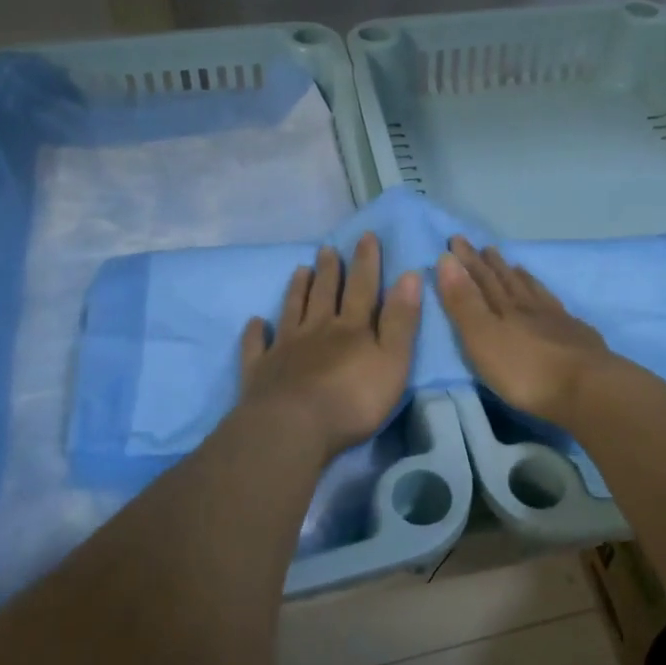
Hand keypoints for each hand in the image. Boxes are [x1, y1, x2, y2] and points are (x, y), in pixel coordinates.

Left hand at [239, 233, 422, 459]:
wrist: (293, 428)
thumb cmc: (353, 400)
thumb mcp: (393, 361)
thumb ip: (401, 320)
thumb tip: (409, 275)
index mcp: (352, 328)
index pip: (363, 288)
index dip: (366, 262)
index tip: (366, 236)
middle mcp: (317, 329)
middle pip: (324, 294)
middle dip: (329, 270)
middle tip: (326, 248)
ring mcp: (285, 348)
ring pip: (292, 310)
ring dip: (297, 289)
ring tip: (300, 269)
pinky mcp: (261, 370)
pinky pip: (257, 345)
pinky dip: (256, 332)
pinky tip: (256, 322)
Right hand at [435, 237, 615, 424]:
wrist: (587, 389)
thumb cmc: (524, 369)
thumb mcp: (482, 337)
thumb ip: (463, 301)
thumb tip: (446, 259)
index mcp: (504, 308)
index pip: (481, 278)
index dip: (467, 260)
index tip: (457, 240)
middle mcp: (530, 307)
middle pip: (508, 281)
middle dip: (493, 265)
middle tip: (486, 247)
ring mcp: (557, 321)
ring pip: (535, 293)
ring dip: (522, 278)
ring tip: (516, 266)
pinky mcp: (578, 337)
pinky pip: (559, 310)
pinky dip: (550, 300)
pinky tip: (553, 303)